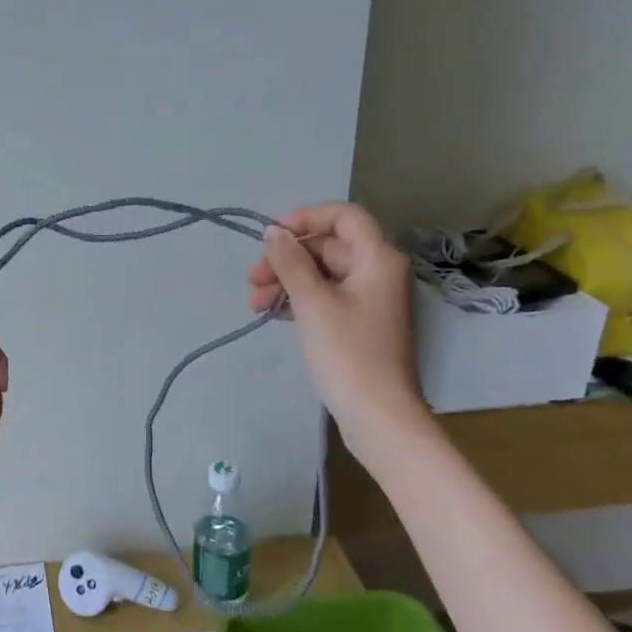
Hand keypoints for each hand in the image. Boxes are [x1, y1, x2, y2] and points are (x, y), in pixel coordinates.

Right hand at [247, 203, 426, 451]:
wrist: (378, 415)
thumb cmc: (347, 353)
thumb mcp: (312, 303)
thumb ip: (291, 262)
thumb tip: (274, 232)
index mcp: (377, 258)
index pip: (344, 216)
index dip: (306, 218)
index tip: (272, 237)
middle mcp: (379, 272)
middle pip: (328, 247)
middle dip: (287, 259)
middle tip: (252, 282)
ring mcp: (371, 300)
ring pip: (324, 274)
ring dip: (287, 282)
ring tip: (255, 304)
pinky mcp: (361, 324)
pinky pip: (327, 297)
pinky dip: (300, 300)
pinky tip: (274, 314)